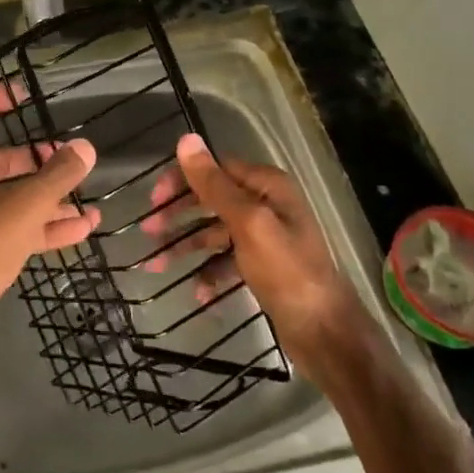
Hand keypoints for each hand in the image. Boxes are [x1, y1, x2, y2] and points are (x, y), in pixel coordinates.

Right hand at [145, 134, 379, 385]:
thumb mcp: (247, 223)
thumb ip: (214, 184)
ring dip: (187, 247)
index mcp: (268, 186)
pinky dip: (210, 272)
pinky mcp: (264, 267)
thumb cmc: (287, 272)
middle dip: (179, 216)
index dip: (182, 181)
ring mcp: (266, 237)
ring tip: (156, 267)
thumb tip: (186, 139)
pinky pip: (227, 261)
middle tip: (148, 232)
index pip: (215, 169)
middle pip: (212, 200)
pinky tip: (198, 292)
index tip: (153, 201)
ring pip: (215, 233)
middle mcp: (268, 205)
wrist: (326, 333)